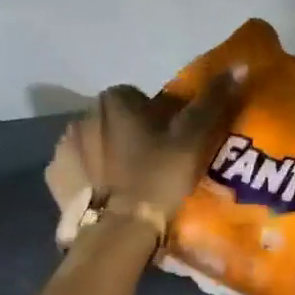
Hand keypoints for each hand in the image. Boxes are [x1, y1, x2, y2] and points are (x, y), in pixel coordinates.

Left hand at [49, 72, 244, 232]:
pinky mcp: (55, 176)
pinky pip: (79, 170)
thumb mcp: (193, 138)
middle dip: (134, 137)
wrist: (118, 230)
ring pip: (97, 145)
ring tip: (134, 186)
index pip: (143, 100)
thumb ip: (213, 101)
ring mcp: (64, 147)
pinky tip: (111, 197)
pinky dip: (93, 179)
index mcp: (115, 100)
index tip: (175, 145)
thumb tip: (239, 65)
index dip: (163, 121)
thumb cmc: (158, 177)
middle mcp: (83, 114)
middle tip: (157, 167)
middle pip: (118, 121)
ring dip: (112, 157)